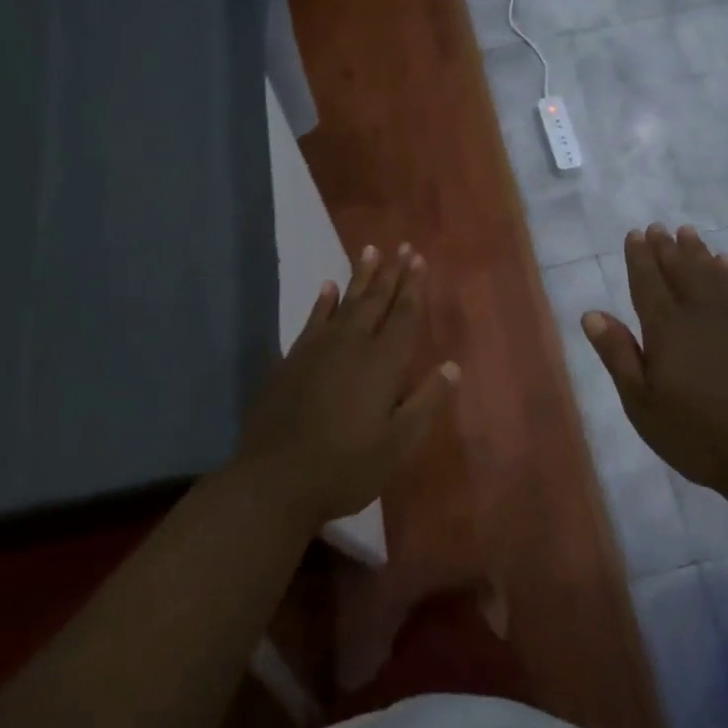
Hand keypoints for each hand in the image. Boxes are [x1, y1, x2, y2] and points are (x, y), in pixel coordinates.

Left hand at [237, 242, 458, 528]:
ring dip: (360, 277)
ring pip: (344, 303)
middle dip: (391, 273)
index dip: (413, 287)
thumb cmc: (347, 467)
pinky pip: (313, 320)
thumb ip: (426, 402)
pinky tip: (327, 287)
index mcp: (382, 364)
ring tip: (370, 251)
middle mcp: (351, 346)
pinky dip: (323, 301)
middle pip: (375, 301)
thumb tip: (452, 367)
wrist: (276, 480)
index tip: (418, 259)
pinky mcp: (292, 360)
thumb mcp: (399, 444)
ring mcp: (317, 350)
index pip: (403, 316)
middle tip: (401, 246)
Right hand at [582, 223, 727, 495]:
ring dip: (697, 252)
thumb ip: (618, 355)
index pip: (649, 284)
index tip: (635, 234)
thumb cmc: (697, 434)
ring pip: (712, 275)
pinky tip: (724, 263)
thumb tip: (592, 313)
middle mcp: (701, 314)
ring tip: (687, 233)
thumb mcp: (643, 404)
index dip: (640, 258)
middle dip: (667, 249)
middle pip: (681, 272)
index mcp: (667, 330)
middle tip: (658, 227)